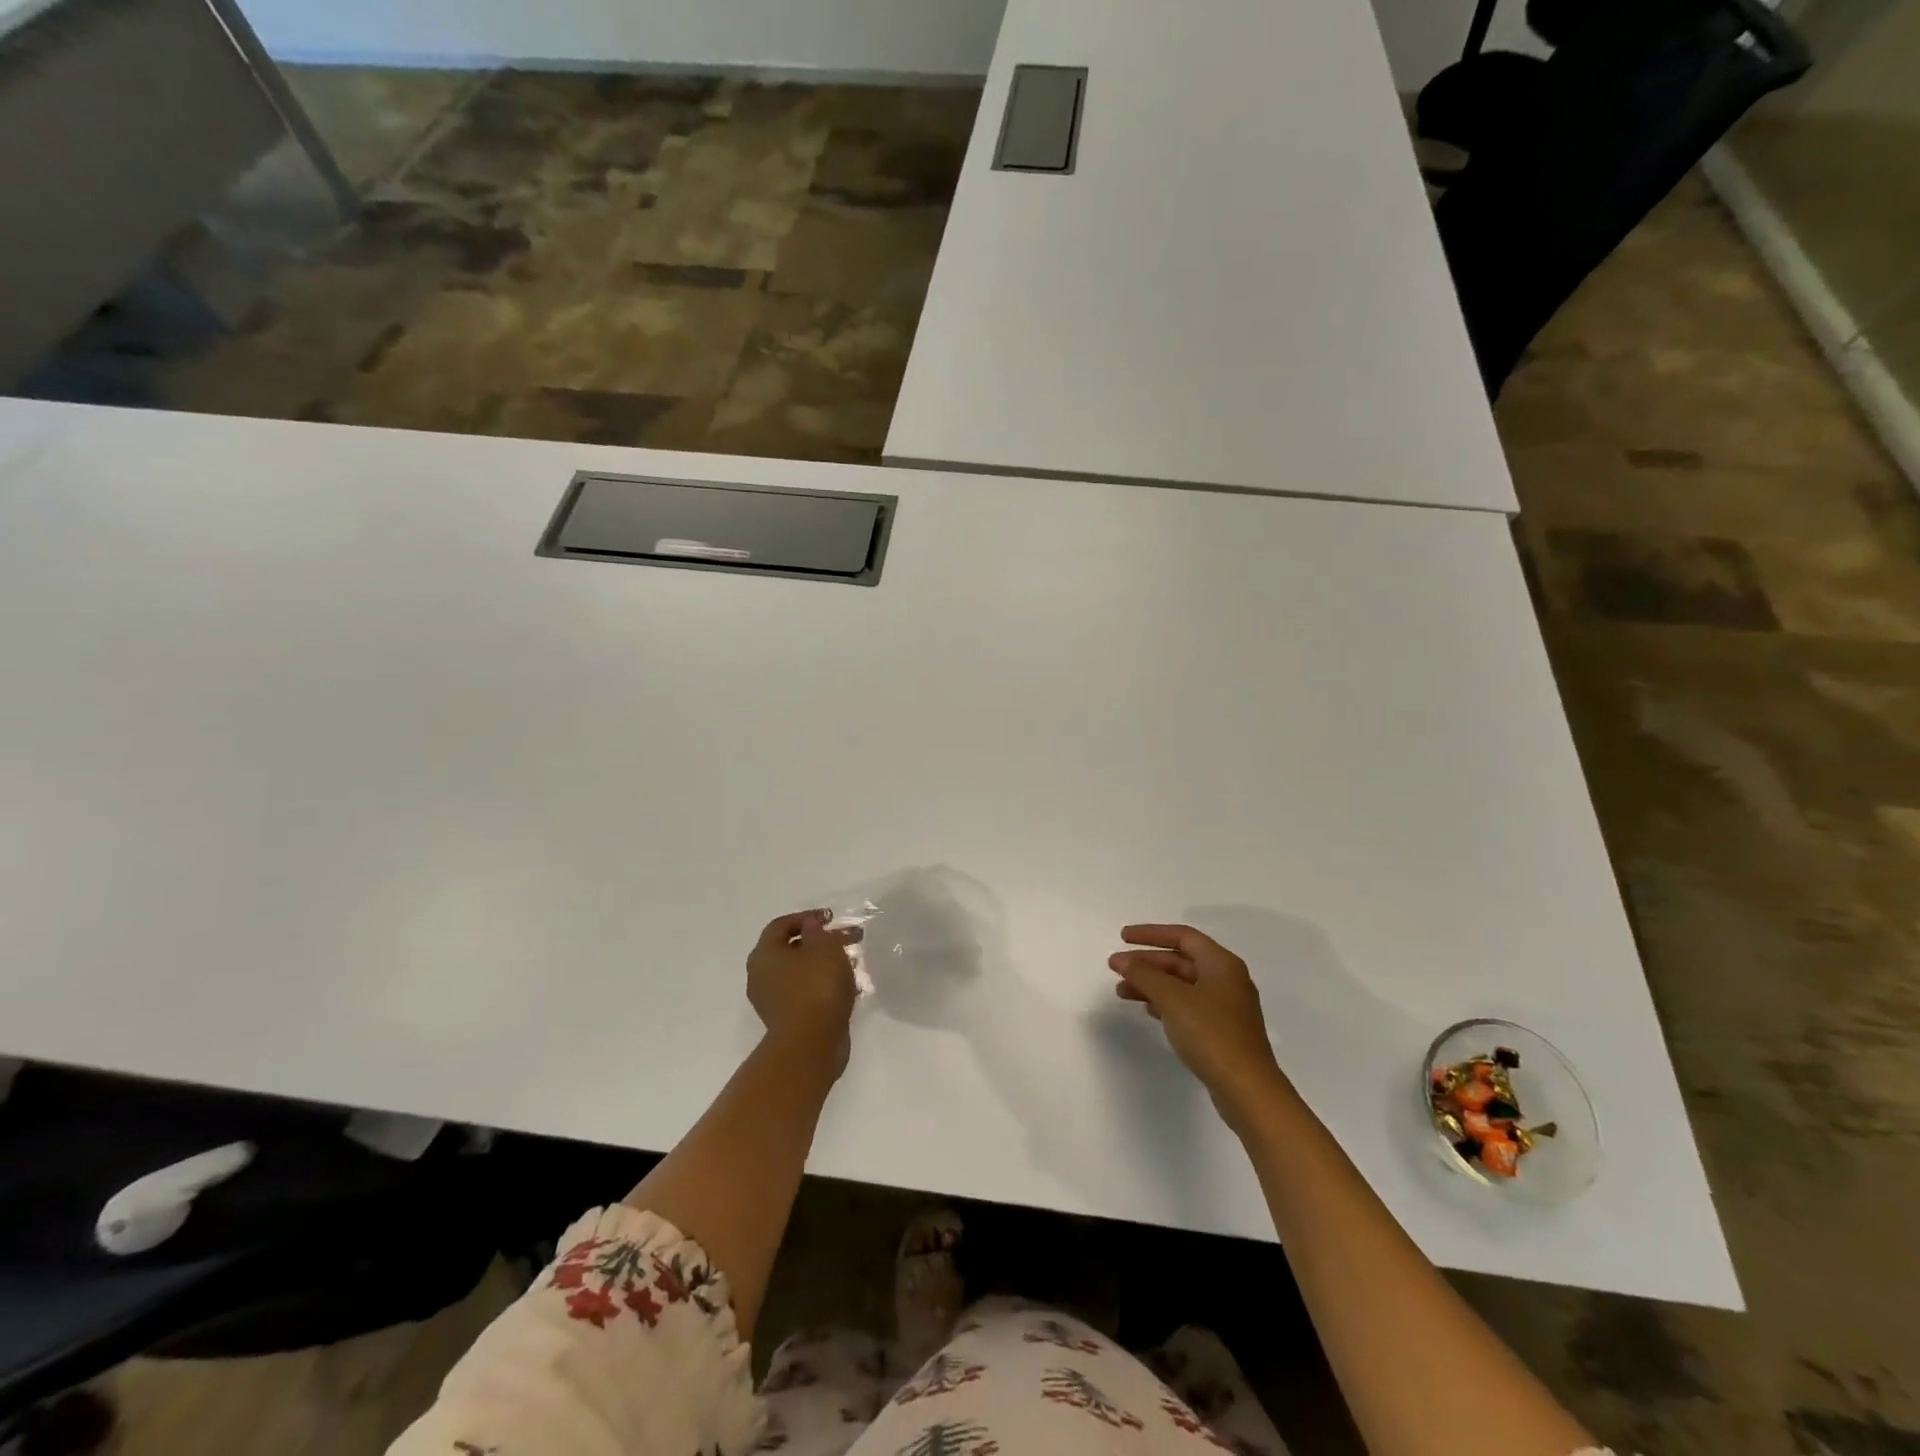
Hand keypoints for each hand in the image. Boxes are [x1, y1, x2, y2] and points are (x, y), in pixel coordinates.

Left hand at [748, 910, 861, 1073]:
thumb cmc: (815, 986)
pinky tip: (848, 986)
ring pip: (800, 972)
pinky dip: (824, 985)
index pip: (780, 925)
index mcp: (764, 955)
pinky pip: (806, 993)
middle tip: (845, 939)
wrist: (811, 1044)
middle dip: (819, 941)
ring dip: (824, 964)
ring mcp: (773, 1001)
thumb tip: (810, 927)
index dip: (806, 917)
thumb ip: (817, 931)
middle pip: (791, 949)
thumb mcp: (823, 947)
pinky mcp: (788, 1020)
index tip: (831, 918)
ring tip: (851, 962)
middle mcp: (762, 976)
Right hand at [1109, 924, 1290, 1126]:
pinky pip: (1187, 1005)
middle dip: (1147, 962)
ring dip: (1151, 984)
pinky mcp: (1221, 1030)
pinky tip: (1146, 1009)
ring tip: (1121, 991)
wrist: (1247, 1090)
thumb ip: (1145, 975)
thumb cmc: (1211, 1034)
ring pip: (1181, 984)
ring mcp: (1225, 1007)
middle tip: (1116, 967)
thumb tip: (1123, 960)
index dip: (1151, 933)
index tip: (1123, 938)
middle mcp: (1226, 979)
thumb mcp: (1173, 999)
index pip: (1183, 936)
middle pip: (1181, 960)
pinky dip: (1164, 1002)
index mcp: (1221, 964)